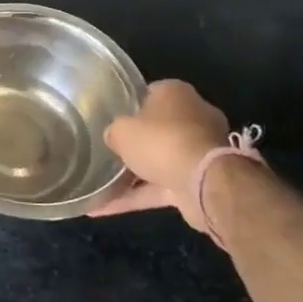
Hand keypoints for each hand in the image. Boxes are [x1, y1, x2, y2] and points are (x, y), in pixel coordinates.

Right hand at [91, 79, 236, 230]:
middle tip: (107, 150)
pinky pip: (160, 187)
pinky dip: (135, 197)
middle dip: (135, 142)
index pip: (149, 93)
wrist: (204, 182)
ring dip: (133, 175)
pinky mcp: (198, 181)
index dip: (129, 105)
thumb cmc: (160, 140)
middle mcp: (192, 117)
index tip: (111, 118)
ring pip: (159, 160)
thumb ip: (115, 132)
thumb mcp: (121, 130)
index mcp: (175, 93)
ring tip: (99, 186)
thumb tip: (114, 138)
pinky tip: (103, 208)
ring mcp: (198, 151)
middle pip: (157, 128)